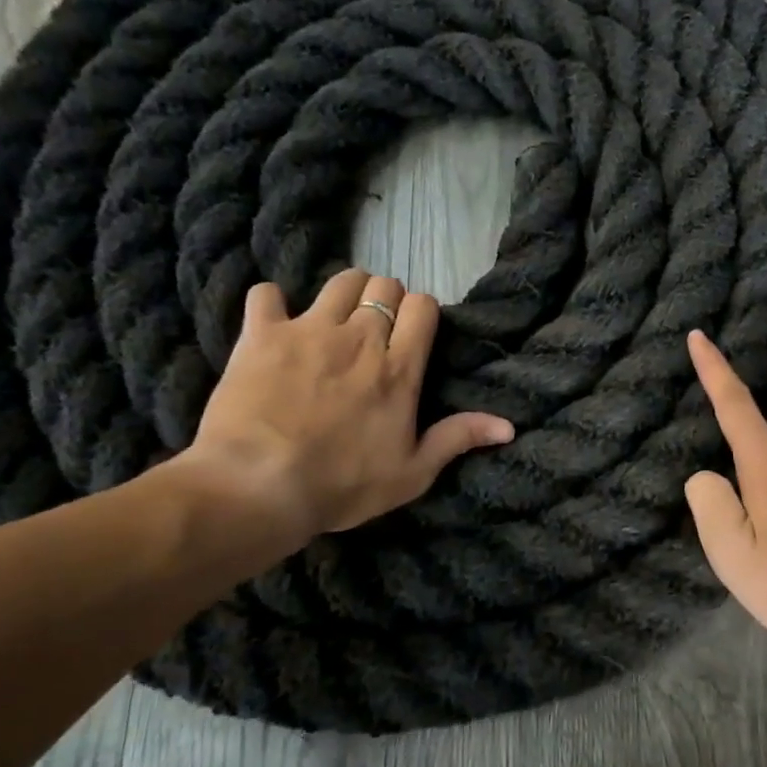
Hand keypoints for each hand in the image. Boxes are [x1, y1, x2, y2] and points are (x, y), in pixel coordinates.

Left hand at [182, 268, 513, 545]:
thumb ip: (457, 439)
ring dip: (344, 293)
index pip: (422, 307)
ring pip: (340, 280)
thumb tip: (509, 426)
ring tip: (335, 320)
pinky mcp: (262, 334)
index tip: (412, 334)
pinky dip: (272, 303)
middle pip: (384, 285)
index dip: (420, 313)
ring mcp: (309, 330)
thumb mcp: (411, 473)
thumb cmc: (341, 485)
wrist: (257, 486)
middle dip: (385, 300)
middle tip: (375, 330)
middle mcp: (360, 338)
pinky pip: (267, 293)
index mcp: (398, 368)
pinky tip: (273, 324)